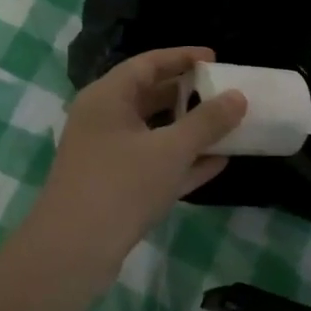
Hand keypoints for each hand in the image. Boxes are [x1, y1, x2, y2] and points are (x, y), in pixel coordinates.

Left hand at [25, 47, 246, 282]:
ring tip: (227, 126)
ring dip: (189, 130)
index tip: (216, 59)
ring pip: (154, 133)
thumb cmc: (121, 186)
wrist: (72, 252)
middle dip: (189, 95)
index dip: (182, 57)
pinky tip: (217, 163)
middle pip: (150, 96)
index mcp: (108, 98)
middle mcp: (103, 120)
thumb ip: (207, 122)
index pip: (148, 64)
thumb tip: (238, 97)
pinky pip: (153, 163)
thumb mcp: (171, 150)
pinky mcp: (115, 187)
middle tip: (224, 93)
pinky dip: (182, 161)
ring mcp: (107, 155)